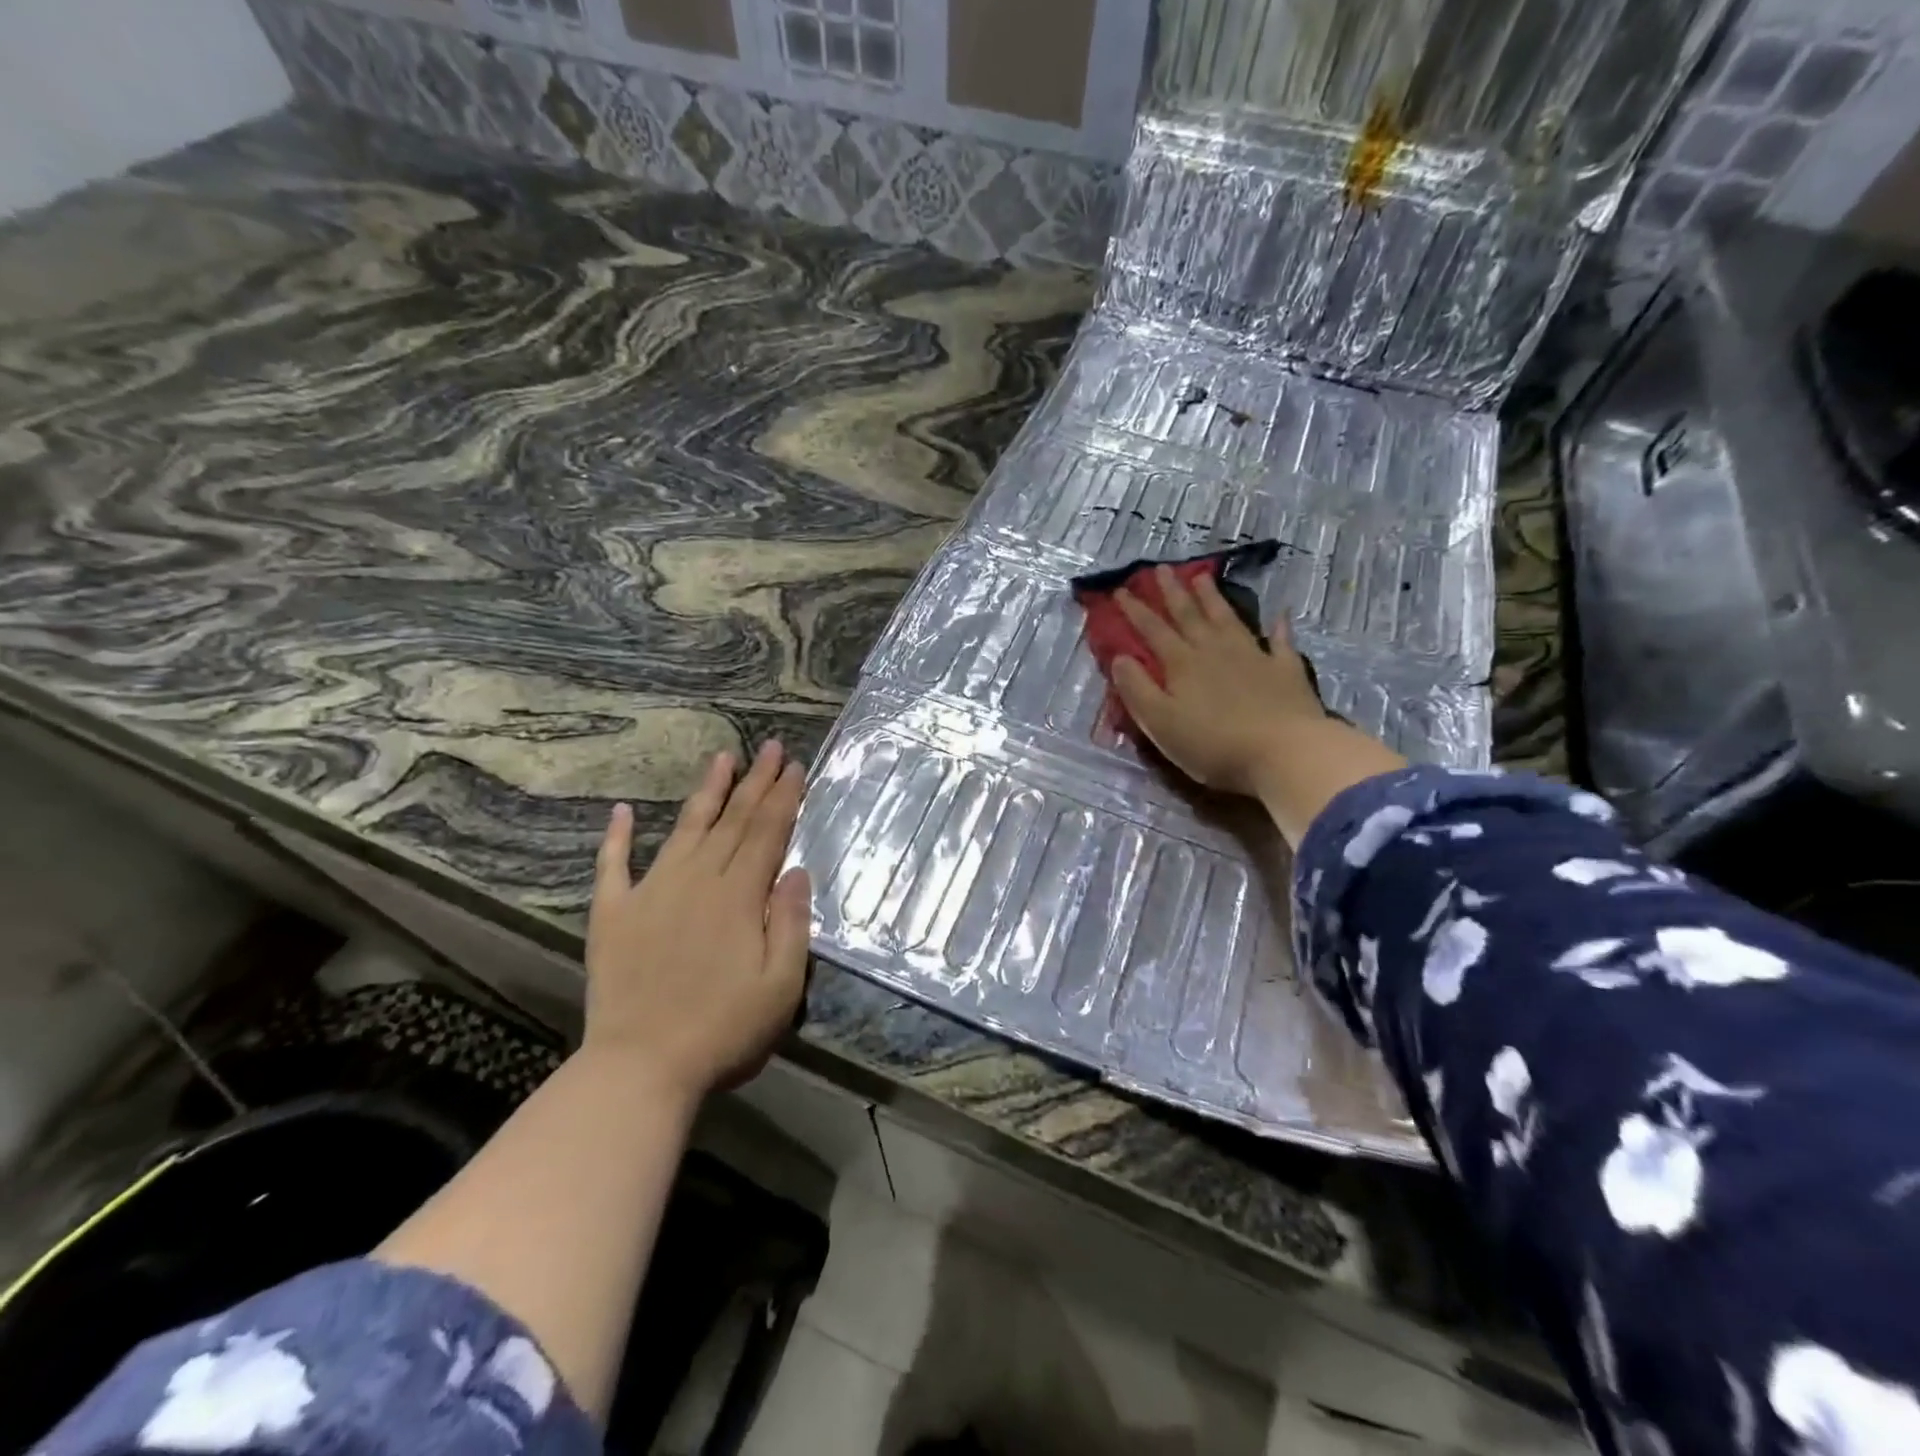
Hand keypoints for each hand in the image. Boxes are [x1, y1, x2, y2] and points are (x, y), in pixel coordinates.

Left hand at [583, 742, 810, 1101]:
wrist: (641, 1067)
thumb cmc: (723, 1030)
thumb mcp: (781, 985)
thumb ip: (791, 922)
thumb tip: (796, 870)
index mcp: (739, 896)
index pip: (767, 833)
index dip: (783, 797)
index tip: (795, 766)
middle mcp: (697, 881)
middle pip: (732, 821)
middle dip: (755, 781)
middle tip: (771, 747)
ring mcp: (651, 893)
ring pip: (685, 829)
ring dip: (706, 792)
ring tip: (721, 758)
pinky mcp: (613, 914)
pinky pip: (613, 866)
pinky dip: (617, 837)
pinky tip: (623, 811)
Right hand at [1111, 567, 1404, 843]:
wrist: (1284, 752)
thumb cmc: (1214, 744)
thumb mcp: (1161, 723)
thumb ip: (1137, 690)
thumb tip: (1120, 658)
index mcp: (1182, 665)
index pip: (1153, 631)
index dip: (1135, 610)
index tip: (1121, 590)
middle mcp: (1214, 651)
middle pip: (1189, 615)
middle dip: (1172, 592)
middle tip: (1160, 569)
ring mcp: (1253, 656)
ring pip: (1227, 618)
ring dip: (1213, 598)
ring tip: (1202, 576)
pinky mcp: (1285, 669)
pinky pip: (1281, 641)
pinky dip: (1278, 626)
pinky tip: (1280, 613)